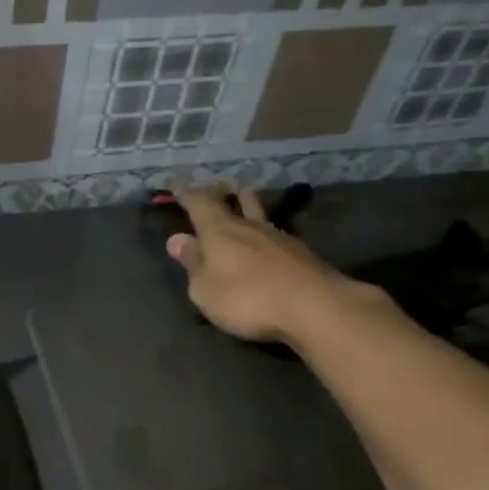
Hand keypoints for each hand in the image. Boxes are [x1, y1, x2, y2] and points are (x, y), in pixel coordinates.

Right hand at [165, 186, 346, 343]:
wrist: (313, 306)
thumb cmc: (247, 298)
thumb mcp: (205, 289)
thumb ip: (192, 263)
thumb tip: (177, 239)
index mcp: (219, 231)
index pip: (198, 204)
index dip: (186, 192)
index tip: (176, 183)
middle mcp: (248, 226)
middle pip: (232, 200)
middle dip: (218, 192)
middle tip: (211, 186)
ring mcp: (278, 237)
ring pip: (258, 211)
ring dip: (247, 201)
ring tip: (243, 194)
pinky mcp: (300, 252)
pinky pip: (275, 232)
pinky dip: (264, 228)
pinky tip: (266, 235)